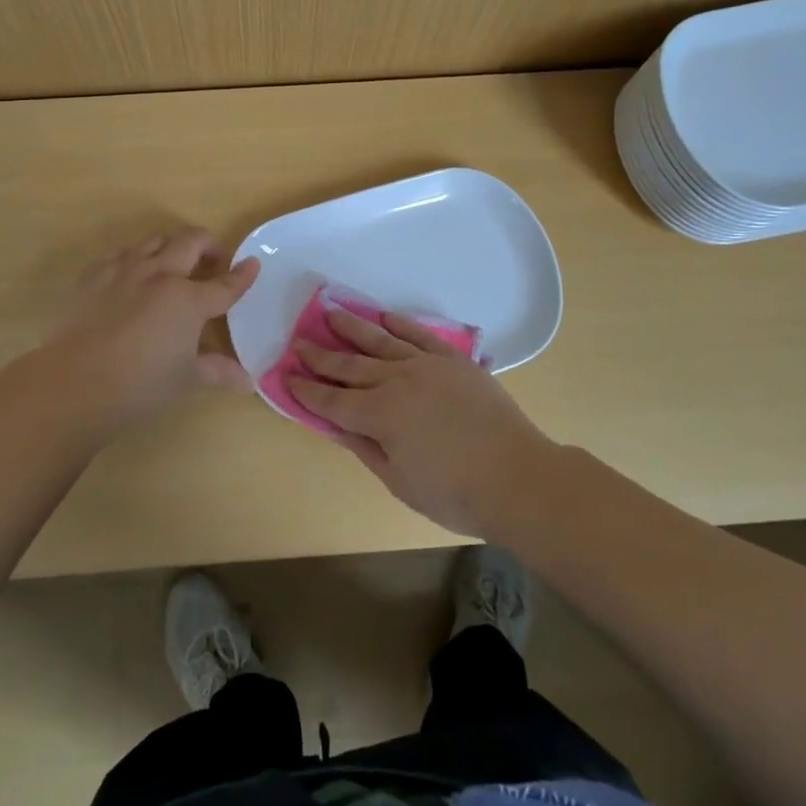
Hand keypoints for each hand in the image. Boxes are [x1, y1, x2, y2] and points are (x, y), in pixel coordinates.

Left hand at [41, 228, 258, 434]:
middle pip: (191, 241)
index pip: (225, 284)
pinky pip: (121, 254)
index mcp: (188, 300)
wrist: (75, 383)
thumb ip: (217, 371)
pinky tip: (131, 277)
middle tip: (212, 260)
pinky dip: (135, 259)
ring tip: (172, 264)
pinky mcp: (94, 274)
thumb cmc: (140, 384)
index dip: (242, 274)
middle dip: (208, 245)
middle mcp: (160, 274)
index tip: (252, 264)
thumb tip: (247, 382)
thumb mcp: (185, 379)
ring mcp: (124, 269)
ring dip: (171, 246)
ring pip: (155, 240)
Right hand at [287, 308, 558, 537]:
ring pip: (380, 341)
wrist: (518, 477)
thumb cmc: (455, 493)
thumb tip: (334, 425)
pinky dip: (399, 323)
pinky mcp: (453, 359)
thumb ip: (364, 447)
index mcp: (379, 416)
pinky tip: (383, 316)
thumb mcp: (399, 482)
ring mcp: (426, 365)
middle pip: (350, 366)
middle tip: (299, 342)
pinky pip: (419, 334)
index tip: (286, 376)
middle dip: (321, 355)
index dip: (307, 391)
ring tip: (330, 312)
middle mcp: (396, 381)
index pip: (332, 401)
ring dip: (352, 328)